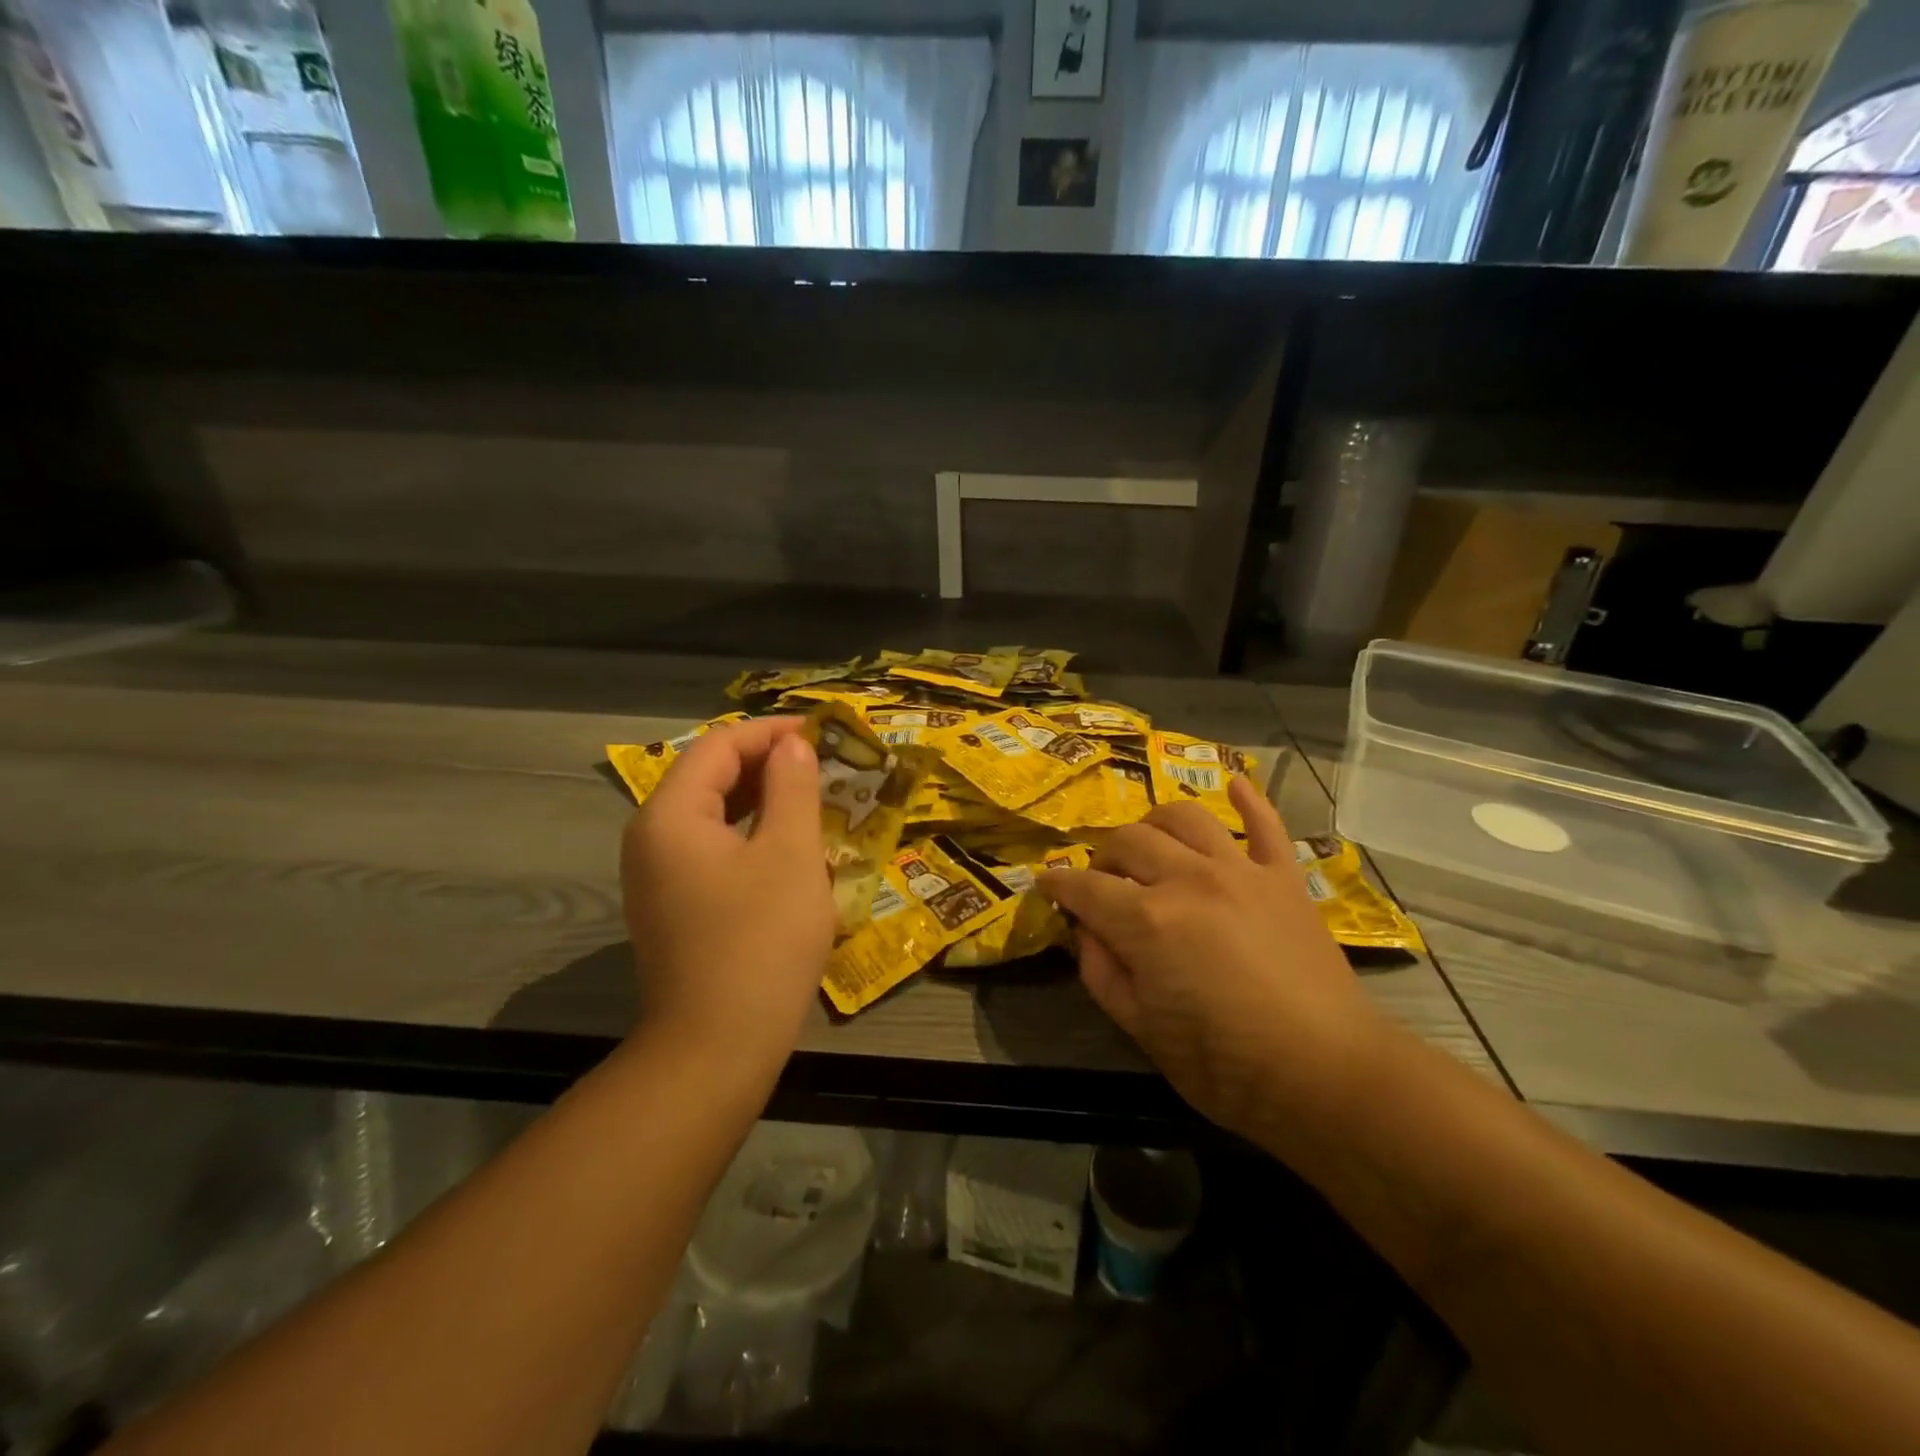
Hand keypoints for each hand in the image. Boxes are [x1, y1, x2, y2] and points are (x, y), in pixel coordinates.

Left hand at [620, 717, 834, 1074]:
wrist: (718, 1046)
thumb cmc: (761, 940)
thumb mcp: (790, 854)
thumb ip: (792, 787)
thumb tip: (792, 745)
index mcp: (670, 816)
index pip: (717, 747)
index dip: (770, 732)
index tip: (821, 732)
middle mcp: (651, 839)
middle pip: (708, 778)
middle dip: (766, 763)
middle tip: (821, 763)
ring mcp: (657, 877)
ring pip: (711, 816)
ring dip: (760, 799)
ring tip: (811, 796)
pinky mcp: (672, 907)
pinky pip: (710, 850)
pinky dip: (748, 835)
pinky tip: (786, 845)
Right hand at [1039, 777, 1396, 1141]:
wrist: (1328, 1076)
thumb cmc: (1225, 1066)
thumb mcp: (1141, 1030)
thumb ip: (1101, 973)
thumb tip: (1086, 931)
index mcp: (1147, 920)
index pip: (1085, 887)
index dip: (1058, 884)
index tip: (1046, 883)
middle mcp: (1188, 879)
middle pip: (1128, 842)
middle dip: (1103, 859)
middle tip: (1103, 885)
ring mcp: (1241, 871)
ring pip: (1184, 817)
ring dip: (1155, 824)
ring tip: (1150, 847)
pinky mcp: (1284, 878)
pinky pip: (1266, 825)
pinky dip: (1248, 800)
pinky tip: (1233, 784)